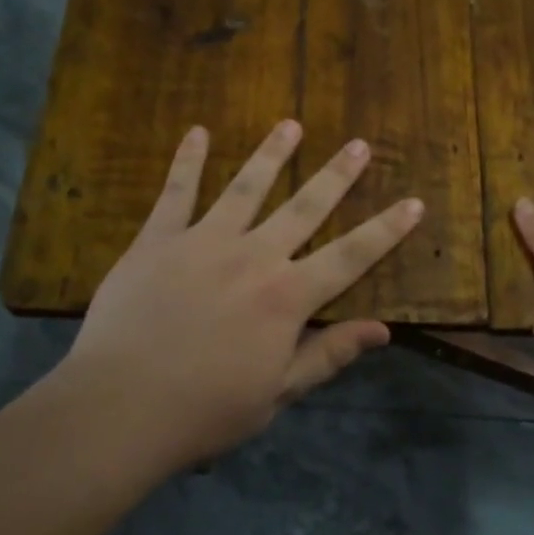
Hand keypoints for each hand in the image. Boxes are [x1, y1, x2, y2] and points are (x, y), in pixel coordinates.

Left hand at [60, 120, 423, 471]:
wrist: (119, 407)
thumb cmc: (205, 410)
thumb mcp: (277, 392)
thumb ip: (328, 354)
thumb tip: (383, 330)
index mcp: (287, 297)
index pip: (351, 256)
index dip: (387, 230)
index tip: (414, 202)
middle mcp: (254, 256)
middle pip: (305, 207)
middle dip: (337, 175)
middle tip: (359, 145)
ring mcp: (204, 241)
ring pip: (246, 188)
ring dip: (272, 154)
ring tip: (291, 124)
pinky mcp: (159, 240)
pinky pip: (176, 193)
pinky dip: (188, 161)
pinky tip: (198, 132)